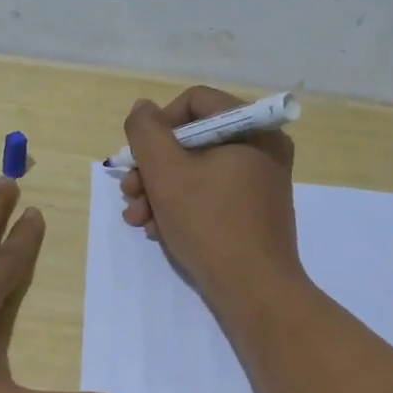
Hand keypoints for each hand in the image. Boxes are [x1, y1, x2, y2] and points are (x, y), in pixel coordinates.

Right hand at [119, 86, 302, 306]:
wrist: (254, 290)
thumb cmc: (210, 224)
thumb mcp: (166, 172)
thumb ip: (146, 132)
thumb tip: (143, 108)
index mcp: (252, 128)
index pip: (195, 102)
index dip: (158, 125)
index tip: (138, 157)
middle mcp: (263, 147)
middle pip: (193, 140)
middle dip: (153, 168)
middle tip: (129, 194)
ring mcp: (261, 181)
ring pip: (197, 171)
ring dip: (160, 192)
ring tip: (138, 220)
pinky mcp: (254, 211)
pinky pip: (212, 194)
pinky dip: (182, 207)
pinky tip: (160, 231)